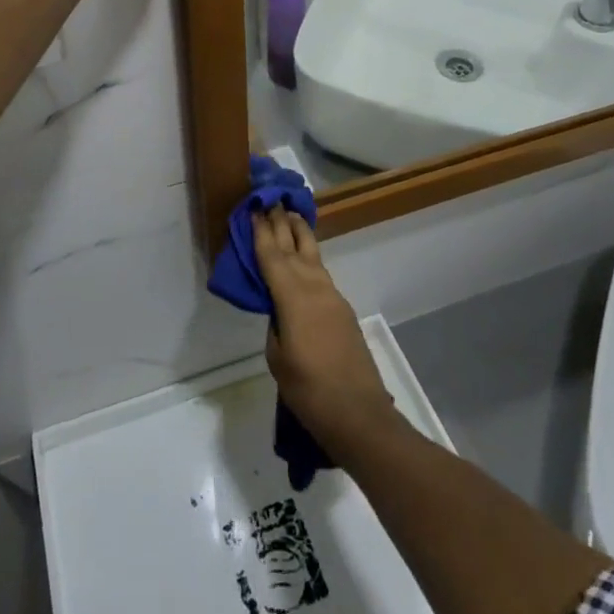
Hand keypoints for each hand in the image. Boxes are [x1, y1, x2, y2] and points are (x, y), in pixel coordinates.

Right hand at [254, 208, 400, 455]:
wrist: (359, 414)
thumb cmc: (309, 391)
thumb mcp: (278, 359)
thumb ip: (275, 326)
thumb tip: (279, 310)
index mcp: (293, 296)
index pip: (271, 256)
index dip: (261, 231)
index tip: (254, 207)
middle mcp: (314, 287)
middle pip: (294, 246)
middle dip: (282, 222)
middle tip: (272, 198)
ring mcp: (333, 297)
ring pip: (312, 255)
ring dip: (299, 234)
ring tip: (290, 216)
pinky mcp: (343, 310)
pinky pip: (321, 273)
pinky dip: (309, 258)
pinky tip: (304, 259)